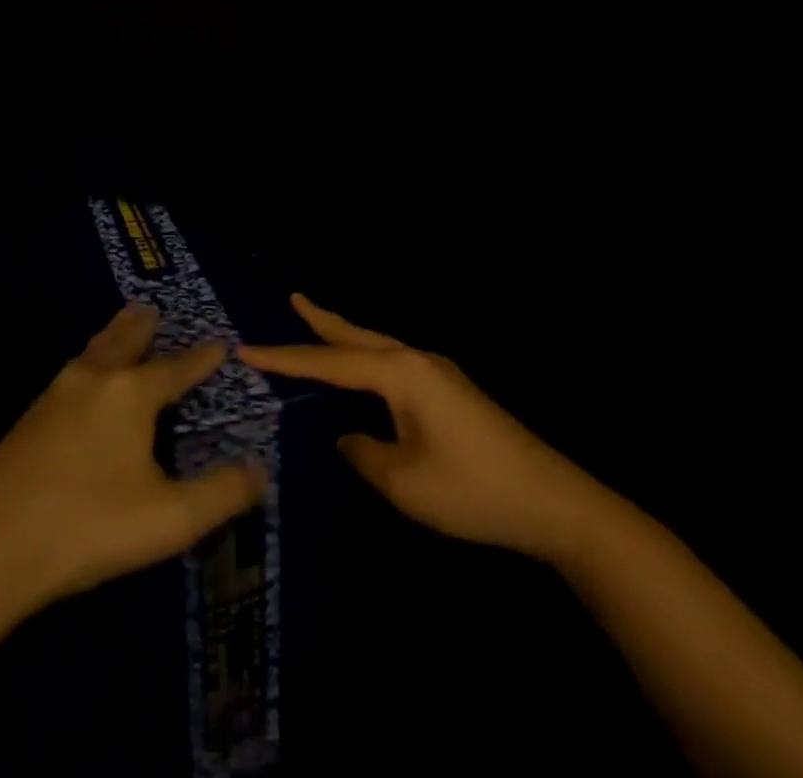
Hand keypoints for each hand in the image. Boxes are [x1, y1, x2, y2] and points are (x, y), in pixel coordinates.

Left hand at [0, 303, 267, 625]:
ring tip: (120, 327)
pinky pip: (70, 373)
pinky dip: (87, 361)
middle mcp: (94, 380)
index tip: (220, 343)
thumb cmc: (89, 527)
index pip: (177, 368)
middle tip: (152, 310)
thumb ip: (221, 494)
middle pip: (124, 341)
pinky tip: (80, 380)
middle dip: (143, 327)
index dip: (202, 358)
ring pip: (92, 352)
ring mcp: (55, 395)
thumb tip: (260, 472)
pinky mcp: (28, 418)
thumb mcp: (169, 519)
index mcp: (131, 394)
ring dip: (111, 337)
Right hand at [241, 294, 617, 563]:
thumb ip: (364, 454)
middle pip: (356, 336)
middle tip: (292, 299)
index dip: (285, 358)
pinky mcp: (451, 390)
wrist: (556, 503)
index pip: (329, 363)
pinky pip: (394, 363)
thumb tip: (348, 436)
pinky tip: (365, 372)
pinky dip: (367, 357)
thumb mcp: (405, 482)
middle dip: (321, 321)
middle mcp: (417, 360)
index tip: (246, 350)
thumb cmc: (474, 491)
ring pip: (377, 346)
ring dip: (345, 337)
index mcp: (401, 373)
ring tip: (317, 325)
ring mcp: (438, 373)